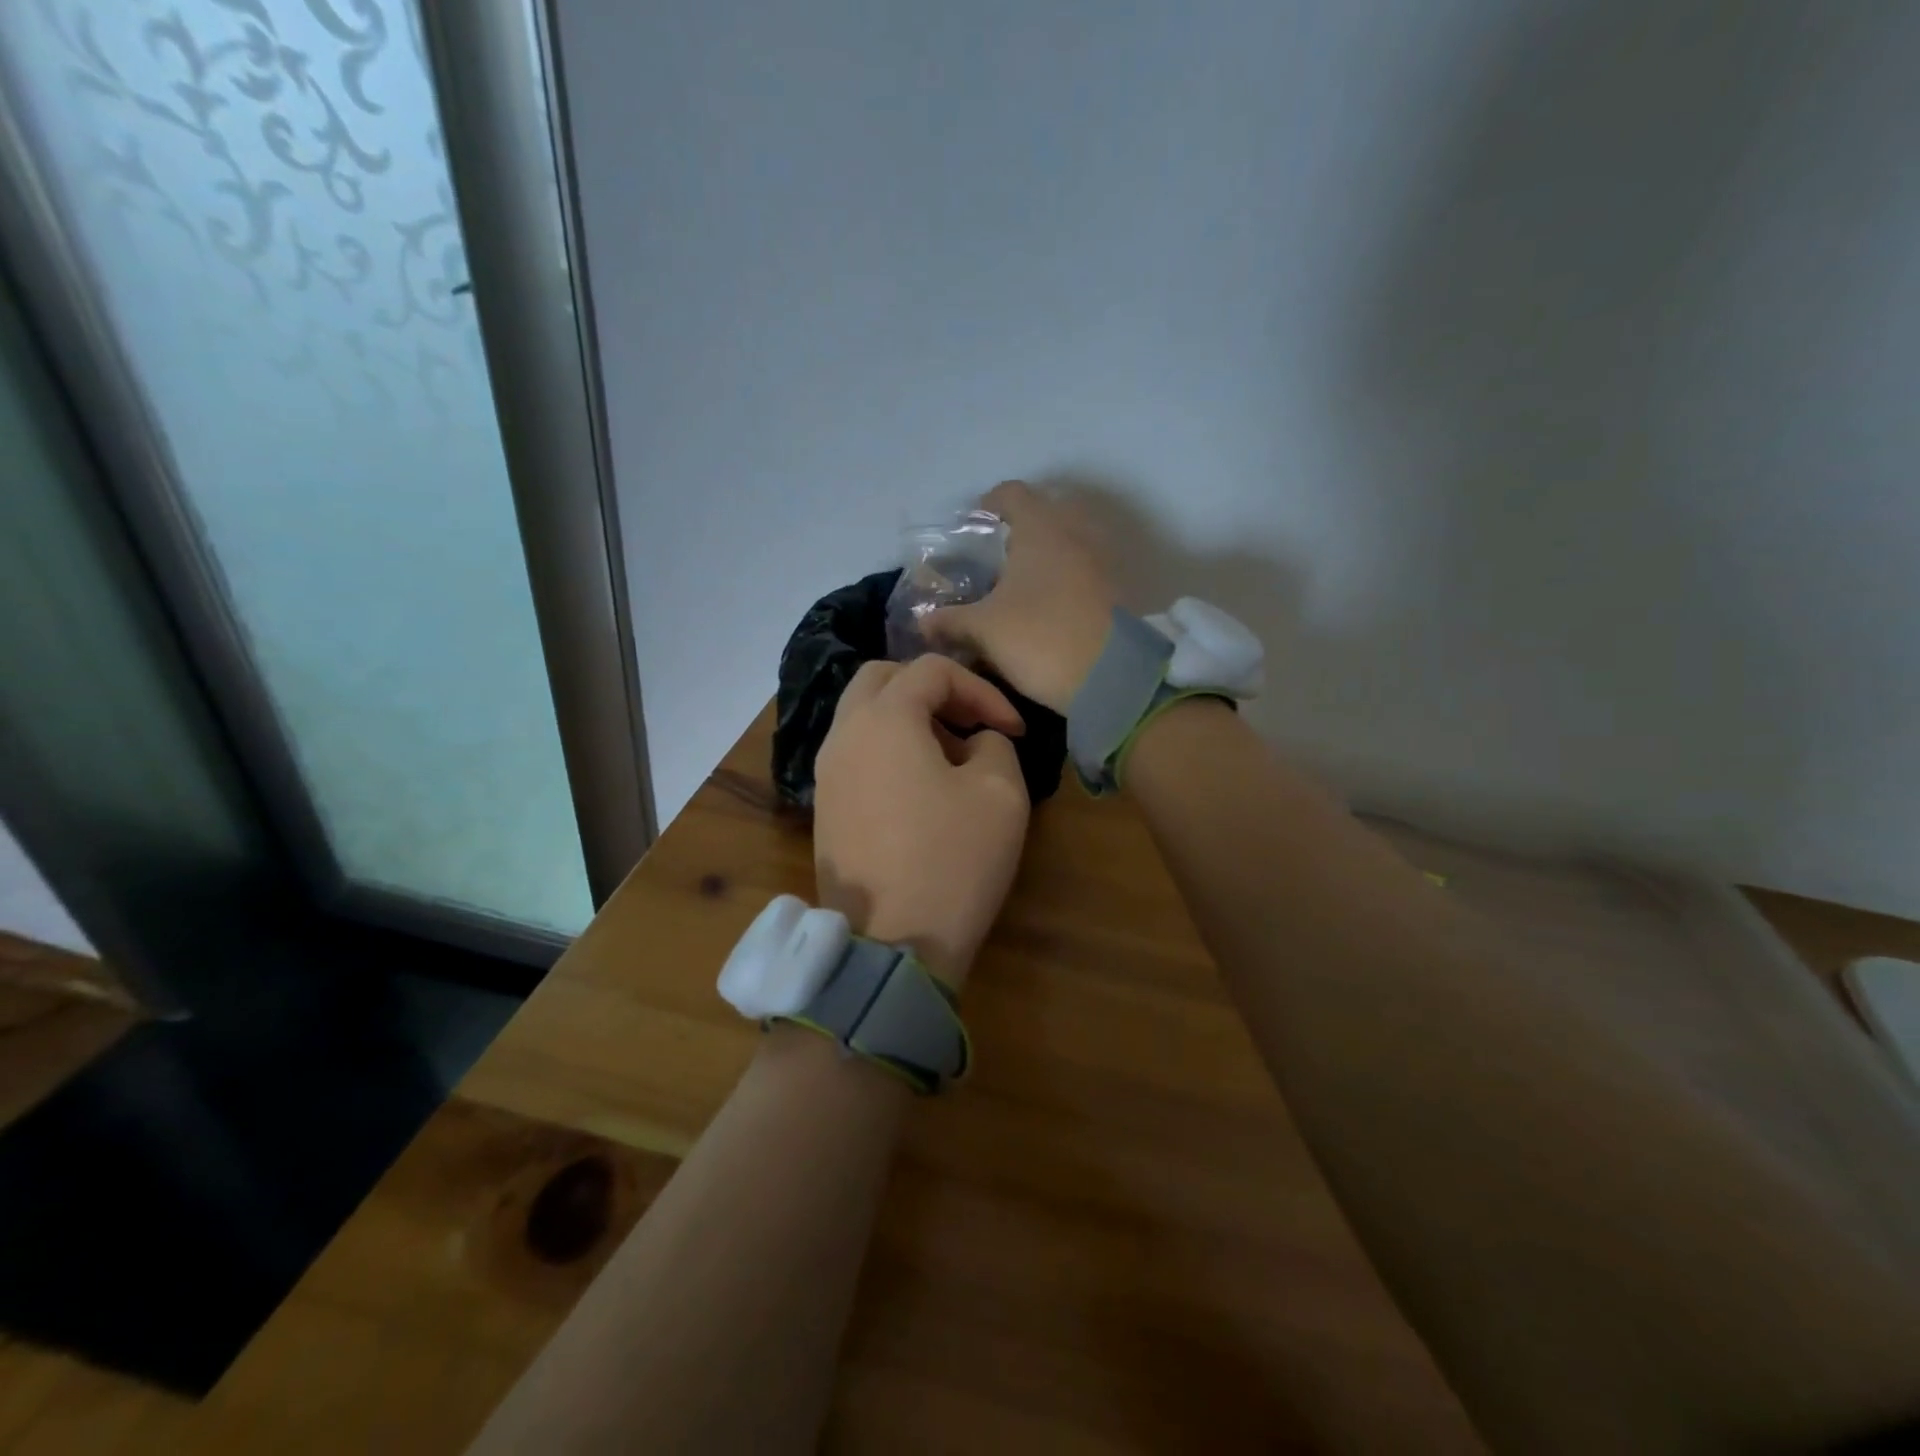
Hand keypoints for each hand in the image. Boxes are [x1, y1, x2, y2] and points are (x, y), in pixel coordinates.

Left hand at [813, 655, 1030, 989]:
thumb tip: (977, 741)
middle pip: (882, 678)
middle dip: (932, 689)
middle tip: (969, 723)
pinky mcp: (825, 808)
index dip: (982, 691)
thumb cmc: (952, 861)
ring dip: (908, 719)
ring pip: (863, 716)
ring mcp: (826, 773)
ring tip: (952, 757)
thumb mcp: (1000, 793)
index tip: (1013, 730)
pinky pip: (855, 753)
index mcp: (882, 719)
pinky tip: (920, 789)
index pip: (932, 671)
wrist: (891, 946)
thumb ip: (995, 744)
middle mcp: (843, 735)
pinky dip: (888, 749)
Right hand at [924, 480, 1117, 712]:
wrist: (1110, 678)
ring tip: (1016, 588)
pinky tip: (1043, 608)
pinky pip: (1081, 571)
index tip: (971, 528)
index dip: (987, 505)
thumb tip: (923, 622)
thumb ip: (950, 620)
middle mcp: (1075, 533)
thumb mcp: (984, 629)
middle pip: (1043, 515)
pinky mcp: (1115, 590)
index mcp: (1041, 527)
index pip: (1011, 493)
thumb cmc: (1040, 638)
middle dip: (1017, 532)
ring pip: (1065, 544)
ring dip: (1042, 558)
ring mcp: (1100, 561)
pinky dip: (1061, 580)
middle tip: (993, 561)